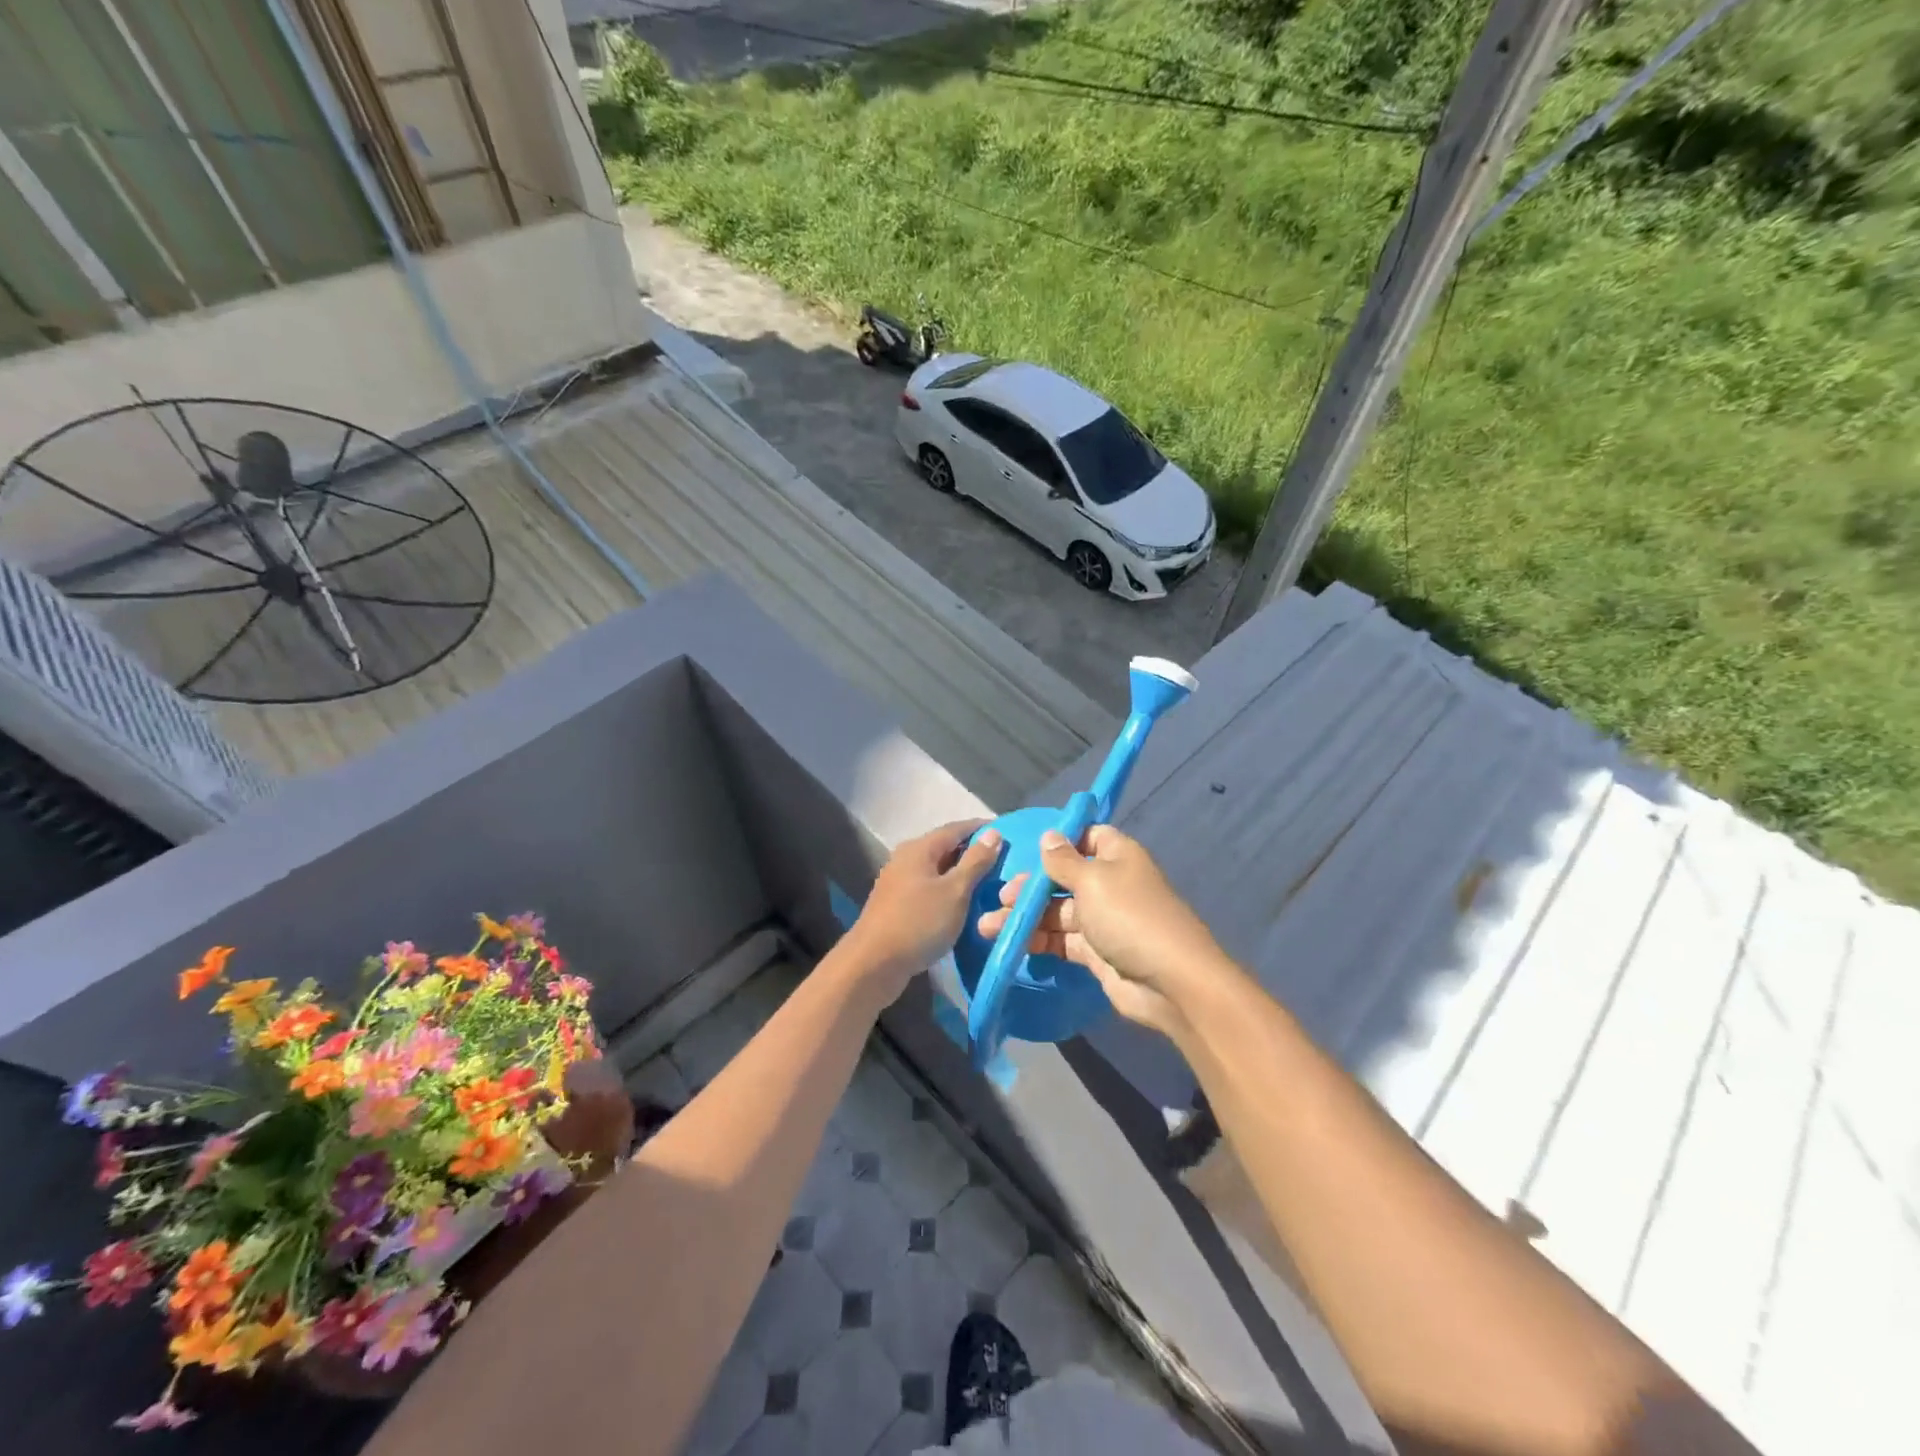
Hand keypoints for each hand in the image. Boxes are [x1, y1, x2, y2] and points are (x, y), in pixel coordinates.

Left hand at [843, 820, 1002, 1004]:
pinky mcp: (897, 905)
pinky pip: (930, 889)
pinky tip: (963, 904)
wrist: (874, 963)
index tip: (1008, 832)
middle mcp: (905, 859)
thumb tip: (993, 833)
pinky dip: (948, 891)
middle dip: (973, 852)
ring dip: (961, 874)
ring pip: (937, 870)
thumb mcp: (955, 891)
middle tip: (1003, 860)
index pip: (956, 828)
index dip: (981, 829)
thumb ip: (975, 862)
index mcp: (919, 848)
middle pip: (945, 848)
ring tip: (989, 882)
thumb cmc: (918, 922)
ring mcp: (899, 882)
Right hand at [977, 825, 1230, 1038]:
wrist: (1170, 983)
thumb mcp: (1092, 880)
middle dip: (1030, 887)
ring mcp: (1102, 920)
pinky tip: (1010, 944)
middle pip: (1063, 878)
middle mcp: (1109, 884)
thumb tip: (1049, 836)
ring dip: (1025, 918)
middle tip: (1001, 898)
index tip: (1025, 850)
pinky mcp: (1096, 953)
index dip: (1057, 842)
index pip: (1085, 837)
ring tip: (988, 927)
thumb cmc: (1129, 916)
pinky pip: (1061, 941)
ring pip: (1056, 913)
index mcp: (1116, 856)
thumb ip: (1063, 860)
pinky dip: (1037, 941)